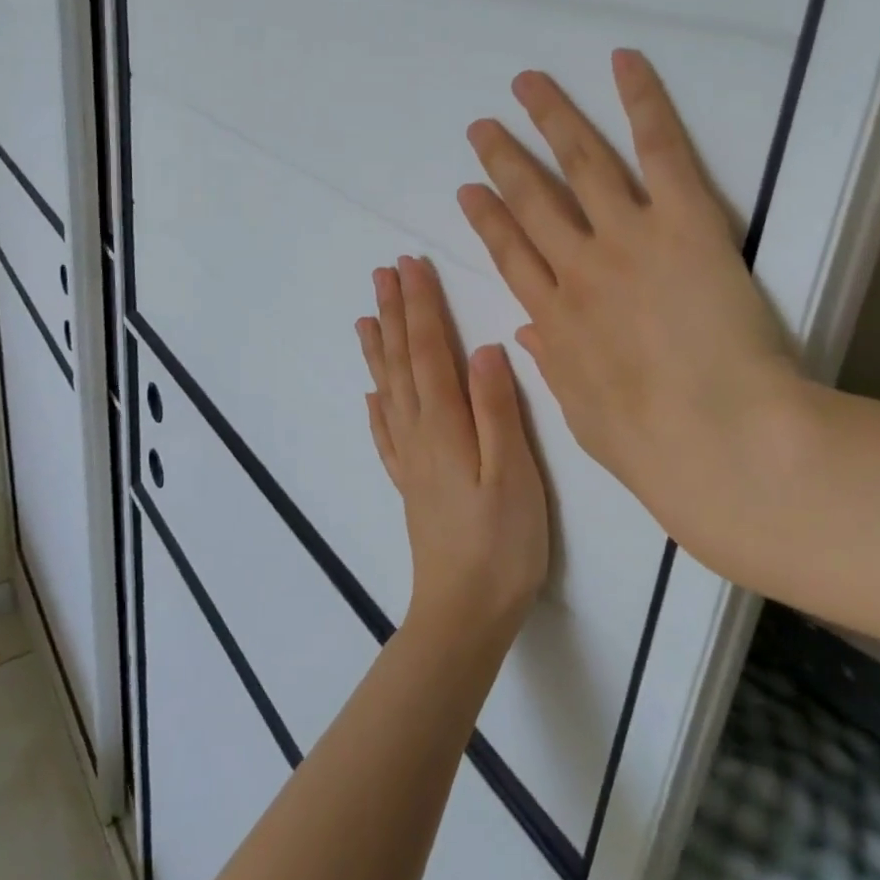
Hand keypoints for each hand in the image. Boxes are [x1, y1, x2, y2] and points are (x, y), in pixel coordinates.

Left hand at [356, 256, 550, 647]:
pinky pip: (386, 434)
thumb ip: (497, 410)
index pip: (429, 350)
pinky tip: (371, 394)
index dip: (421, 305)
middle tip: (383, 272)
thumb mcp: (513, 475)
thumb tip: (483, 347)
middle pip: (402, 361)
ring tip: (366, 316)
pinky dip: (377, 406)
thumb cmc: (501, 544)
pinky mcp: (410, 484)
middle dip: (394, 313)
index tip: (411, 265)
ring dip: (378, 348)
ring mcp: (410, 460)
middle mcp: (419, 433)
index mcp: (446, 424)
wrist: (464, 614)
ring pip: (389, 389)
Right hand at [457, 50, 799, 570]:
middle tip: (482, 127)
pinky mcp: (685, 221)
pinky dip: (641, 102)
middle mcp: (579, 268)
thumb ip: (555, 367)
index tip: (470, 191)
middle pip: (532, 201)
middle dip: (504, 160)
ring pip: (580, 163)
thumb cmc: (655, 447)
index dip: (487, 219)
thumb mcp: (585, 417)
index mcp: (556, 318)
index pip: (510, 255)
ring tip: (528, 84)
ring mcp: (627, 238)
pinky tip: (623, 63)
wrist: (720, 442)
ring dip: (551, 119)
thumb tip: (527, 332)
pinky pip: (659, 149)